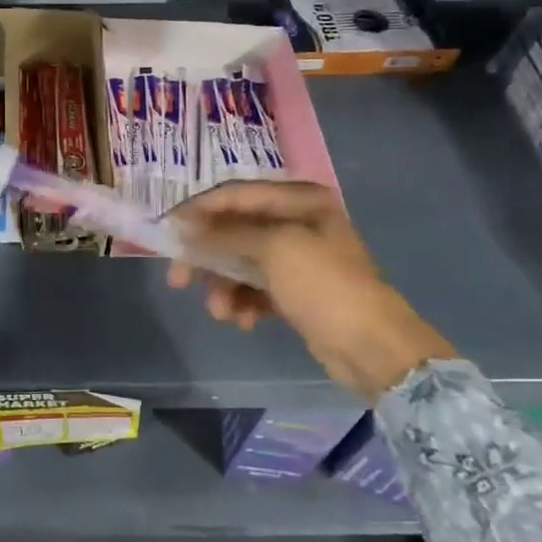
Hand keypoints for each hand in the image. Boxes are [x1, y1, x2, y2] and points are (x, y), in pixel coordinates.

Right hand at [166, 181, 452, 401]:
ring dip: (224, 286)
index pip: (236, 195)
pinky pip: (255, 287)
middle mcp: (298, 221)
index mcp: (300, 200)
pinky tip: (243, 320)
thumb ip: (225, 234)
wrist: (372, 347)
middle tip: (179, 280)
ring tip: (221, 312)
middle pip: (235, 230)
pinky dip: (243, 302)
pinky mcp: (296, 290)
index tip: (168, 232)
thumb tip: (183, 226)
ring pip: (241, 262)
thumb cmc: (325, 286)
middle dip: (208, 256)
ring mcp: (297, 257)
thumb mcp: (274, 250)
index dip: (200, 211)